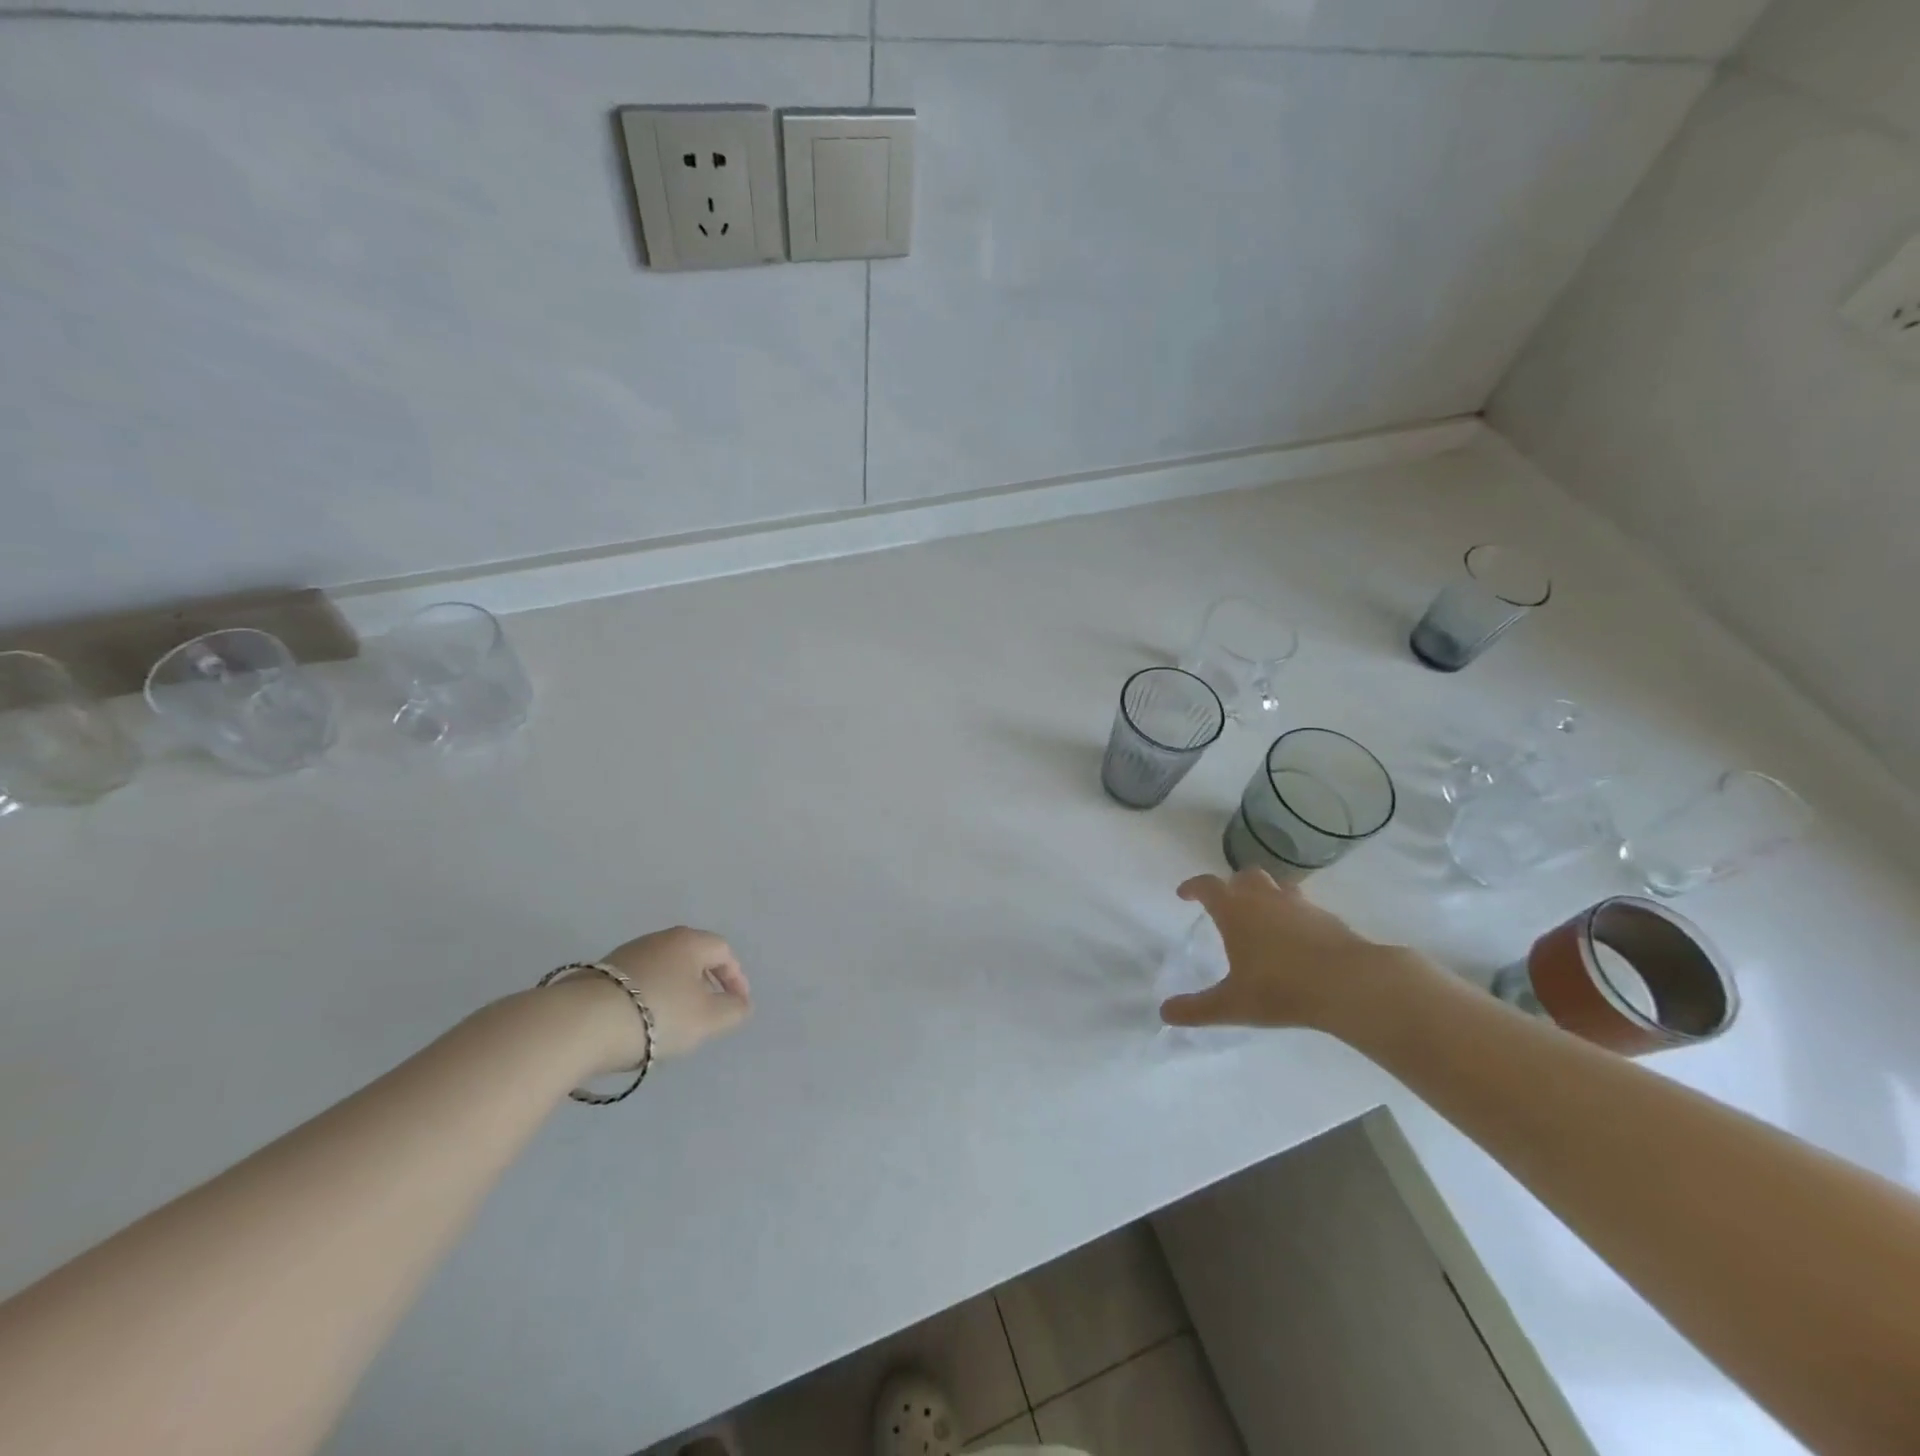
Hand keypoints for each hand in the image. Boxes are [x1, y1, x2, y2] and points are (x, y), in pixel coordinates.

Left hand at [588, 926, 751, 1070]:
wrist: (580, 1024)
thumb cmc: (657, 1015)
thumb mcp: (708, 1019)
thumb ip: (733, 1010)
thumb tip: (741, 1003)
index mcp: (689, 942)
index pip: (723, 951)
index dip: (736, 977)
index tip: (737, 1004)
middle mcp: (659, 939)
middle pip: (692, 957)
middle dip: (705, 983)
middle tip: (708, 1011)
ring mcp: (625, 954)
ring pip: (663, 969)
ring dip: (675, 992)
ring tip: (674, 1023)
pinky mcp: (598, 974)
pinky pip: (638, 982)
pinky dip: (649, 999)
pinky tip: (641, 1024)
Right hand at [1159, 870, 1430, 1034]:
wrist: (1350, 984)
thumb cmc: (1281, 988)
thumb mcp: (1232, 1004)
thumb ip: (1196, 1008)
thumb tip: (1164, 1012)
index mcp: (1235, 909)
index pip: (1207, 885)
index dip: (1193, 887)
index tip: (1184, 894)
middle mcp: (1264, 898)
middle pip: (1244, 876)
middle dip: (1231, 885)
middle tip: (1226, 904)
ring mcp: (1299, 904)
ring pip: (1276, 886)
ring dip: (1264, 894)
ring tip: (1262, 916)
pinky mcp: (1327, 917)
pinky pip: (1303, 906)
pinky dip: (1292, 914)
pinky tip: (1295, 938)